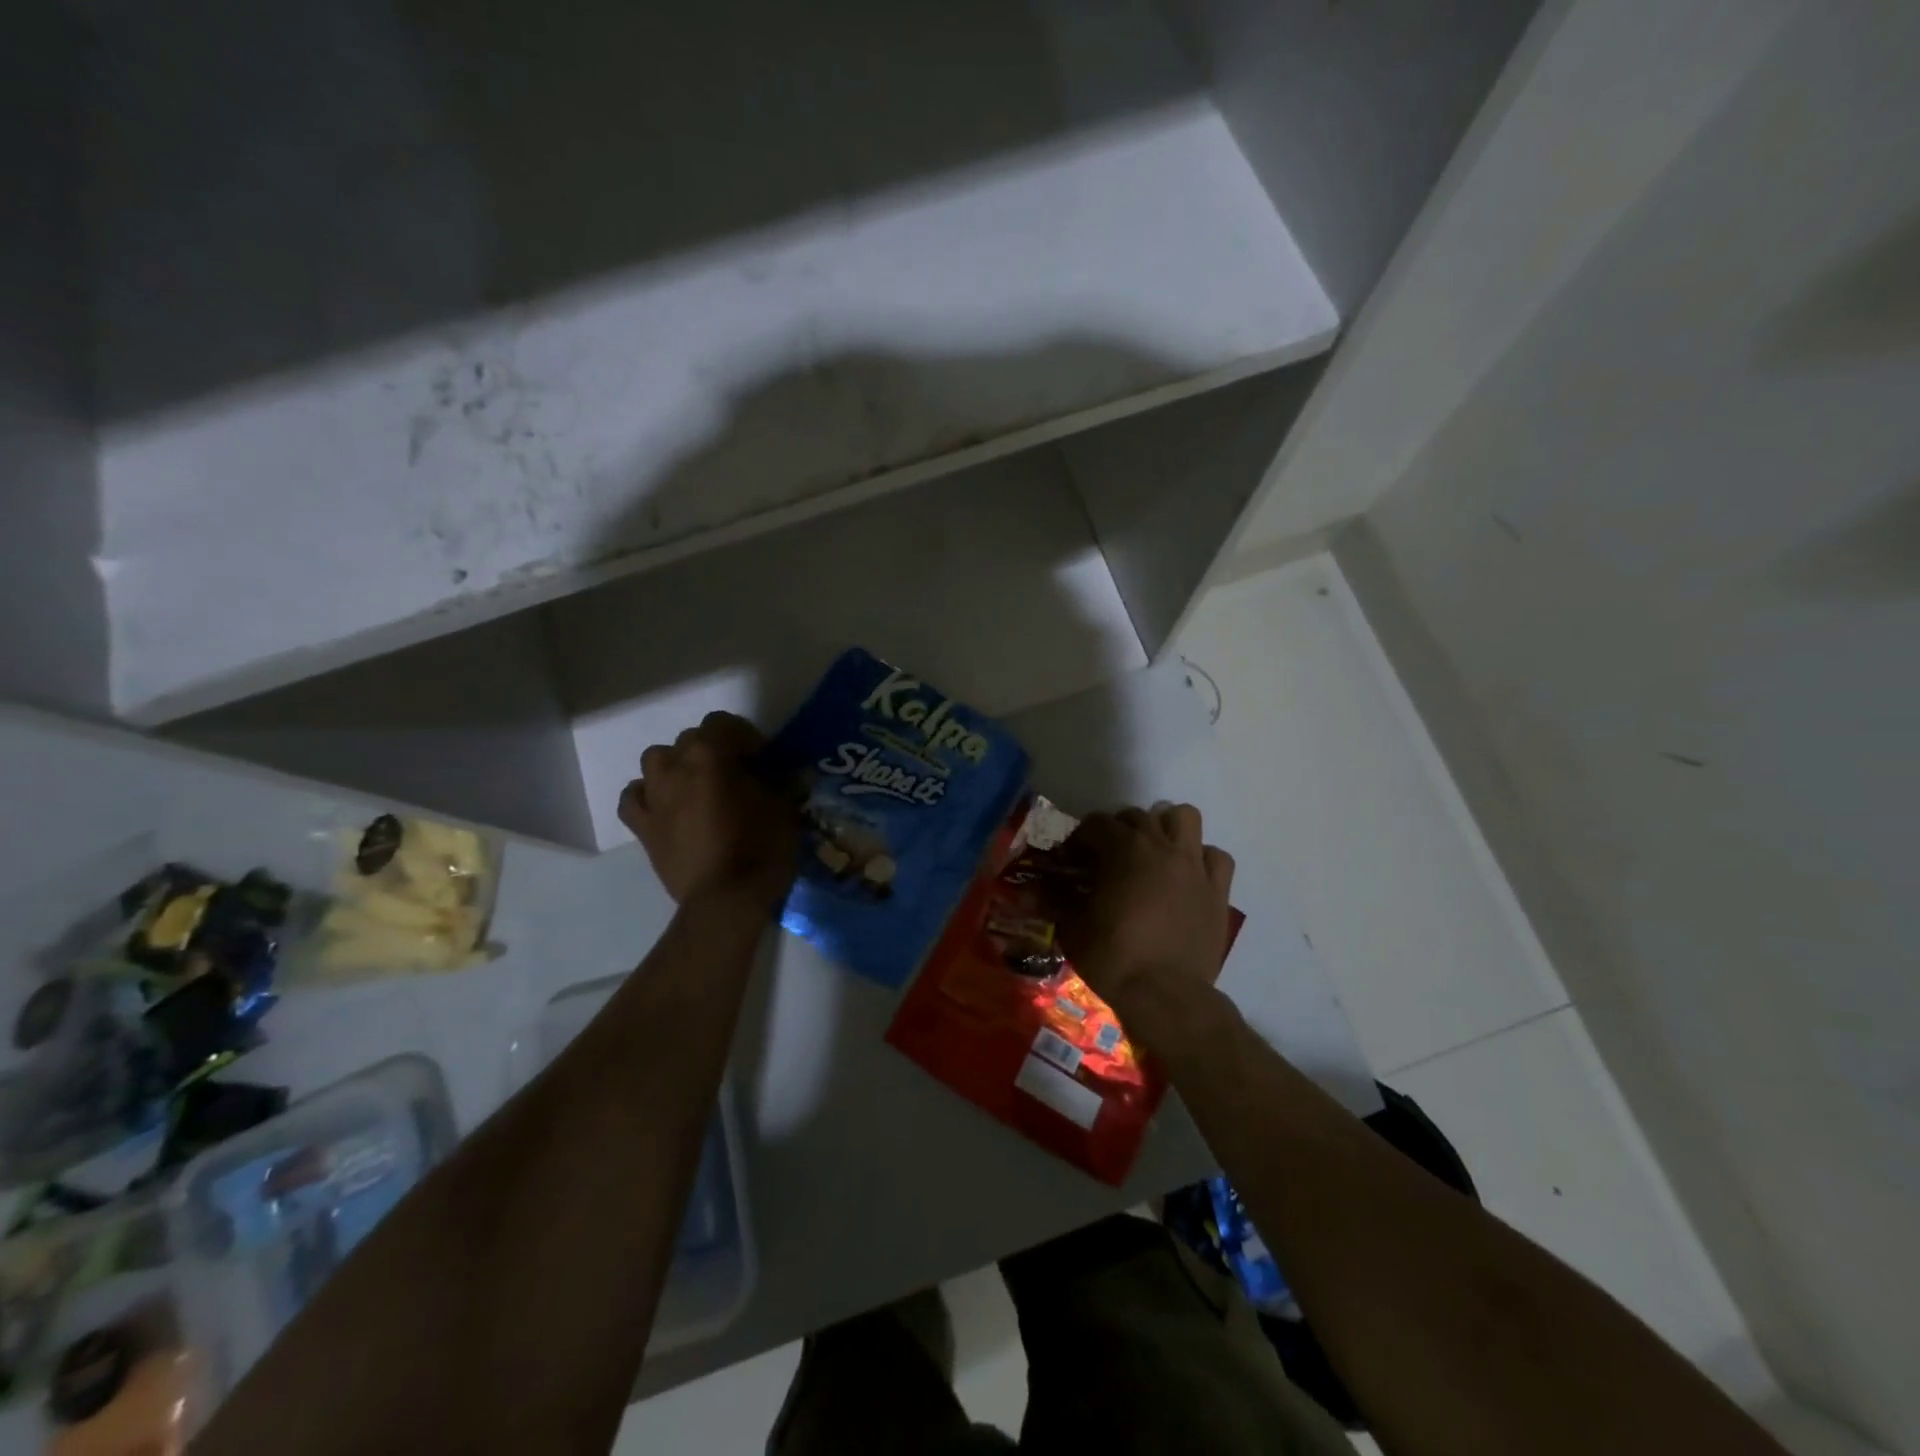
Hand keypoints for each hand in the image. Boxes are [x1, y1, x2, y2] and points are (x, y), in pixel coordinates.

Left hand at [619, 712, 798, 909]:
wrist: (726, 900)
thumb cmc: (761, 848)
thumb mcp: (784, 808)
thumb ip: (779, 781)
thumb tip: (784, 773)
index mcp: (710, 755)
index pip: (723, 722)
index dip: (744, 736)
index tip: (762, 758)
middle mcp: (675, 767)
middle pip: (691, 739)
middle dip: (714, 749)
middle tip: (737, 774)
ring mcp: (654, 797)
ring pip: (656, 759)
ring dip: (677, 765)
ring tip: (698, 785)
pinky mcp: (642, 827)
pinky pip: (634, 797)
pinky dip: (649, 795)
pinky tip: (666, 806)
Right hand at [1052, 802, 1234, 1007]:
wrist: (1166, 996)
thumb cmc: (1113, 958)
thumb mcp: (1073, 929)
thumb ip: (1055, 901)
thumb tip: (1033, 889)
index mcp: (1123, 850)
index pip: (1097, 823)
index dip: (1080, 838)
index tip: (1072, 858)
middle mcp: (1161, 847)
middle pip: (1138, 816)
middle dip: (1119, 829)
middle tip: (1107, 857)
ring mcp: (1194, 865)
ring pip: (1184, 818)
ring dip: (1166, 827)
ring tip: (1153, 851)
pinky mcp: (1217, 889)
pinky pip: (1216, 856)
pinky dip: (1201, 857)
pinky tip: (1188, 874)